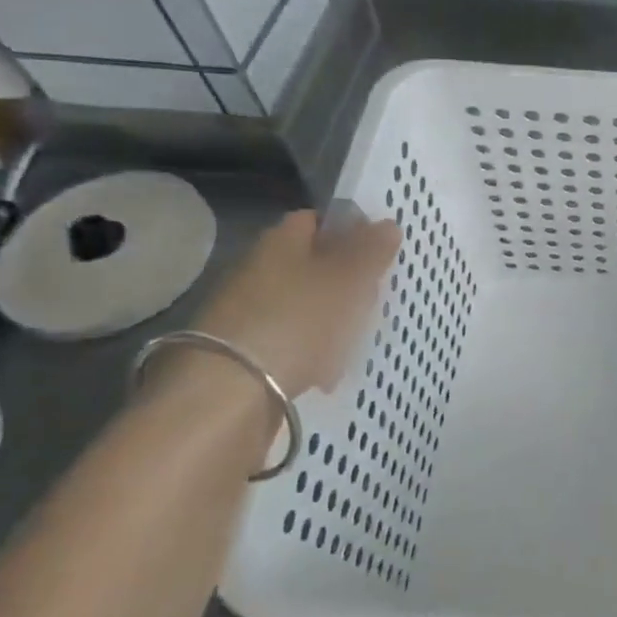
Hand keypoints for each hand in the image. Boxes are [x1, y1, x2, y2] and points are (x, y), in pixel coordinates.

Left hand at [190, 210, 400, 396]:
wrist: (227, 395)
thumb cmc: (296, 321)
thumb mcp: (346, 280)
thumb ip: (370, 251)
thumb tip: (388, 224)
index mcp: (280, 241)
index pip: (316, 220)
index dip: (349, 230)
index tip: (378, 251)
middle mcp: (259, 270)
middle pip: (315, 265)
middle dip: (348, 282)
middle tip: (372, 300)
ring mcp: (251, 312)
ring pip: (308, 305)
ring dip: (336, 320)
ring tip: (354, 340)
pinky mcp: (247, 352)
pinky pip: (294, 341)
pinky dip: (315, 352)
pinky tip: (329, 371)